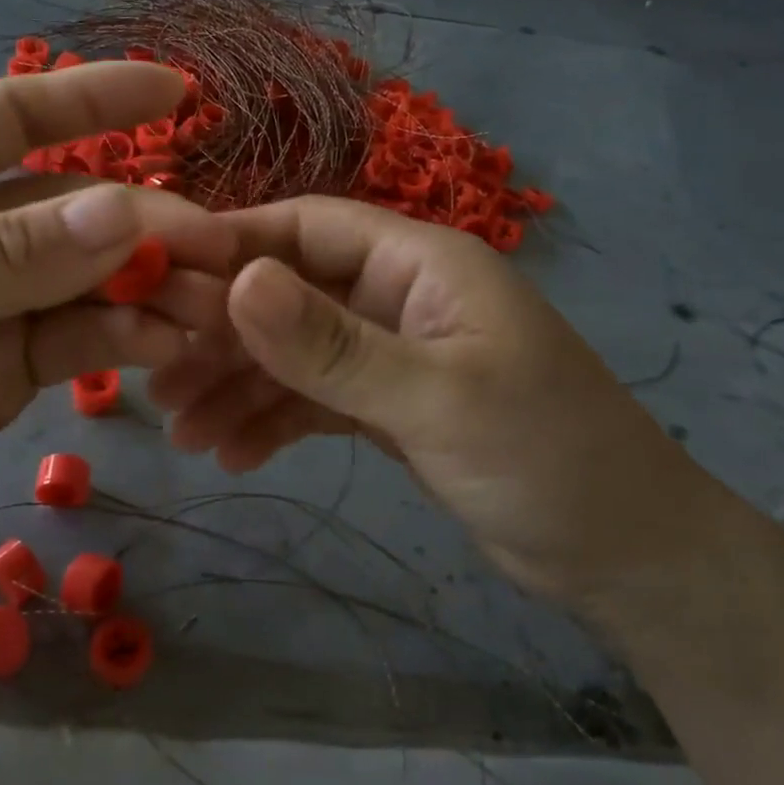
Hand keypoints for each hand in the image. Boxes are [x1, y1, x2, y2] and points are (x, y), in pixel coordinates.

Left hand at [0, 63, 233, 594]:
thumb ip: (3, 257)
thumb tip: (121, 212)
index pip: (16, 116)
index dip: (96, 98)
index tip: (177, 95)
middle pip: (74, 207)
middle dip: (144, 221)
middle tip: (214, 246)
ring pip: (92, 277)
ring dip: (150, 285)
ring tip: (208, 305)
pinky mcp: (14, 367)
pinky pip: (83, 339)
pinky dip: (127, 338)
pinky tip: (165, 345)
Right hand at [148, 196, 710, 605]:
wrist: (625, 558)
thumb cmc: (547, 459)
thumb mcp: (435, 399)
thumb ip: (332, 345)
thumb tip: (236, 282)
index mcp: (419, 264)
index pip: (308, 227)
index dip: (235, 245)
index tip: (162, 279)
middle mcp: (398, 296)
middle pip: (289, 294)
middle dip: (224, 335)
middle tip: (158, 379)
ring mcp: (391, 352)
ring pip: (294, 353)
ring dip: (238, 386)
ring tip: (182, 434)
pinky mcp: (388, 405)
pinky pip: (314, 399)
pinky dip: (273, 421)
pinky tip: (233, 455)